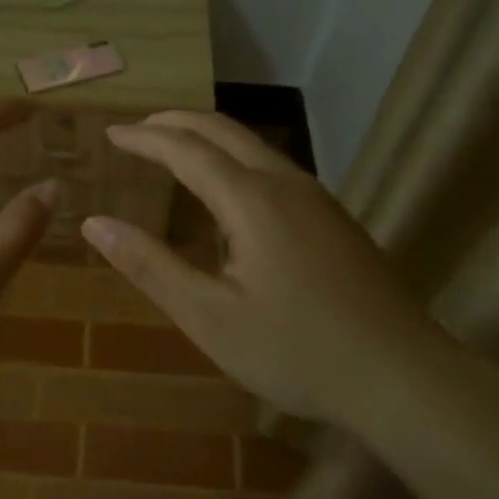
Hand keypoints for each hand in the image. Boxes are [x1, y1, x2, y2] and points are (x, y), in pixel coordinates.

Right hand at [81, 111, 466, 426]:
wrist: (402, 376)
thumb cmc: (296, 351)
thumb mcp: (209, 316)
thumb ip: (150, 266)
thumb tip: (95, 223)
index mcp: (252, 199)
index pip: (186, 149)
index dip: (144, 139)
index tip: (110, 134)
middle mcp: (285, 183)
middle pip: (223, 130)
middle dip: (176, 122)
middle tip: (138, 130)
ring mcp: (317, 199)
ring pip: (254, 146)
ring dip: (208, 138)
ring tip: (175, 150)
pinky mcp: (334, 219)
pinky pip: (274, 168)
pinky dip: (235, 159)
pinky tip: (230, 193)